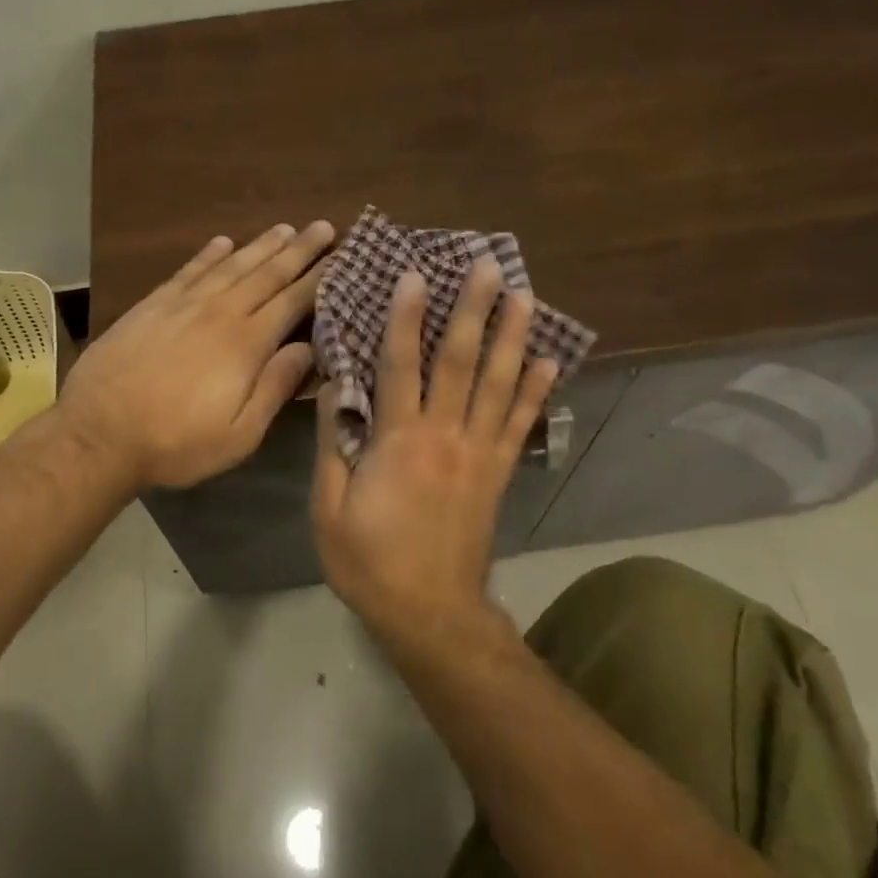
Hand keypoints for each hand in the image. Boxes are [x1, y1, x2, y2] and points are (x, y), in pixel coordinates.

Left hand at [60, 221, 333, 488]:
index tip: (341, 255)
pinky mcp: (153, 305)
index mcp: (247, 344)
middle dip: (299, 250)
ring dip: (261, 245)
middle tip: (323, 227)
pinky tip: (223, 242)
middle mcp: (220, 312)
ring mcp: (183, 304)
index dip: (319, 277)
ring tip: (285, 228)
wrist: (99, 433)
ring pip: (231, 265)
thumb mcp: (239, 435)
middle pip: (267, 274)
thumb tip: (309, 348)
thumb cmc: (176, 443)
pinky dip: (209, 254)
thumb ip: (276, 388)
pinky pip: (189, 270)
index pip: (292, 301)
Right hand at [311, 258, 558, 627]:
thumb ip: (334, 445)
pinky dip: (536, 391)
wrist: (430, 612)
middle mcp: (444, 435)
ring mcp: (479, 453)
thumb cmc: (369, 561)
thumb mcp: (328, 508)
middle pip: (460, 362)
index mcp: (398, 441)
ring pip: (498, 384)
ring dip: (511, 337)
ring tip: (524, 295)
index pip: (400, 365)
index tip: (415, 276)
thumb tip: (334, 390)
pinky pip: (520, 425)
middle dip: (472, 310)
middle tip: (488, 265)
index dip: (405, 317)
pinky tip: (549, 360)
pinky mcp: (498, 473)